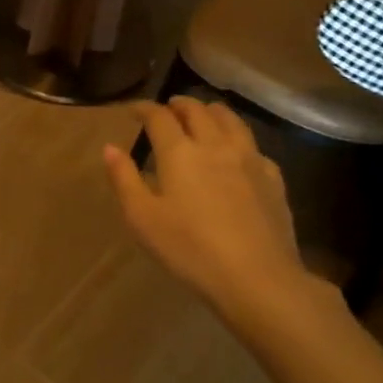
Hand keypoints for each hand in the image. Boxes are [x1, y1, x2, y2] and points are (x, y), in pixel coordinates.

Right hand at [103, 97, 321, 322]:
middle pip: (197, 110)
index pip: (159, 117)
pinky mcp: (273, 178)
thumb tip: (110, 148)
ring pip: (231, 120)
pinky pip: (253, 146)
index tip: (133, 110)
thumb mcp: (142, 218)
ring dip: (211, 112)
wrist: (256, 277)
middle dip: (179, 105)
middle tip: (168, 110)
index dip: (144, 108)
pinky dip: (238, 139)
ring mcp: (249, 159)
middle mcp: (215, 145)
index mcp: (179, 152)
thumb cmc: (189, 249)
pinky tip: (236, 153)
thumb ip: (124, 179)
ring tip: (203, 117)